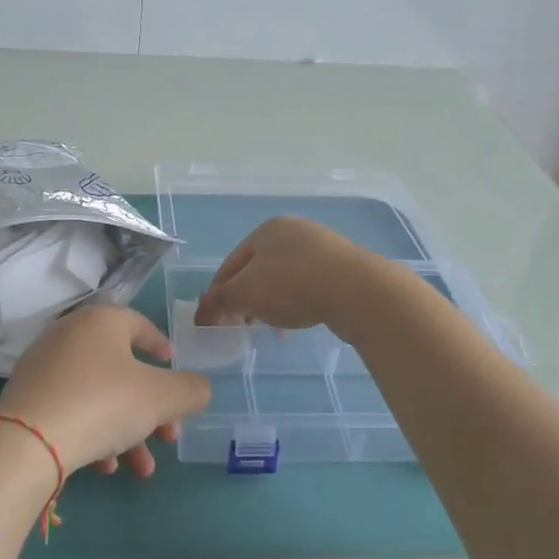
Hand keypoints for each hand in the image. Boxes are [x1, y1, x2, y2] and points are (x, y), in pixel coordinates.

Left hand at [0, 305, 210, 477]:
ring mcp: (43, 366)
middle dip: (151, 408)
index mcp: (101, 321)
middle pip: (121, 369)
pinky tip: (104, 466)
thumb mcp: (162, 398)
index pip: (139, 324)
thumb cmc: (103, 404)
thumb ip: (190, 390)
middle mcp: (69, 335)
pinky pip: (71, 408)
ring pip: (98, 395)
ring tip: (140, 469)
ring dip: (126, 430)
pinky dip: (93, 432)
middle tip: (168, 437)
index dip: (161, 346)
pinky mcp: (26, 397)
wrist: (28, 442)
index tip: (173, 366)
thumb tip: (198, 388)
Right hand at [194, 216, 380, 333]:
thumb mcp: (246, 294)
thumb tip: (199, 313)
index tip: (214, 319)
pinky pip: (309, 285)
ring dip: (272, 303)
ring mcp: (322, 247)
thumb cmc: (293, 285)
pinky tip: (298, 322)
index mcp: (267, 230)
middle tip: (241, 325)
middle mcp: (294, 231)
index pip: (231, 263)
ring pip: (284, 278)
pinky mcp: (344, 267)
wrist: (358, 290)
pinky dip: (297, 302)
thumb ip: (219, 302)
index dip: (218, 291)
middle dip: (246, 298)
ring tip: (271, 328)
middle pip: (258, 269)